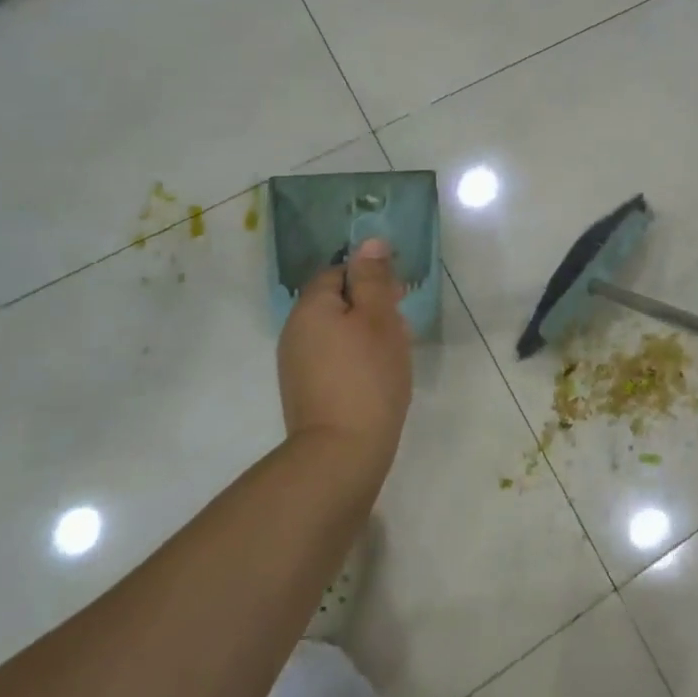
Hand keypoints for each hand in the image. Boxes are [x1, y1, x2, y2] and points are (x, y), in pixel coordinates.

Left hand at [278, 238, 413, 468]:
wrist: (341, 454)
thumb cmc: (367, 376)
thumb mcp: (379, 318)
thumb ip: (373, 278)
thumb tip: (370, 242)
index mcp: (310, 307)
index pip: (338, 272)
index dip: (370, 277)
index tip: (398, 295)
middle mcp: (295, 331)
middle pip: (336, 301)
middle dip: (371, 306)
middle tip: (402, 325)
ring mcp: (296, 364)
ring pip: (337, 331)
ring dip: (366, 333)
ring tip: (395, 352)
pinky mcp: (306, 391)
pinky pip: (333, 358)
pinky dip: (356, 358)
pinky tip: (378, 375)